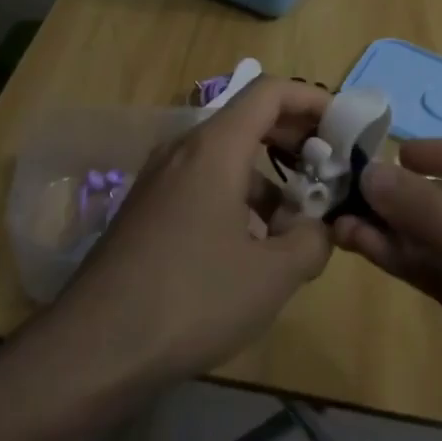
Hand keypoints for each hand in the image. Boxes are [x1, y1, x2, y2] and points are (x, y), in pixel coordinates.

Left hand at [48, 77, 334, 385]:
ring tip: (296, 225)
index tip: (346, 126)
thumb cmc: (192, 299)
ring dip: (268, 179)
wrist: (95, 348)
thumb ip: (311, 242)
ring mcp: (159, 180)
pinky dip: (237, 199)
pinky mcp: (147, 211)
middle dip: (295, 140)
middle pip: (248, 120)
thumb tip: (319, 229)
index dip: (313, 100)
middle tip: (330, 172)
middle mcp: (183, 151)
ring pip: (226, 158)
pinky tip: (251, 248)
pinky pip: (203, 184)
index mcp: (214, 149)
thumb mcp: (272, 276)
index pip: (270, 92)